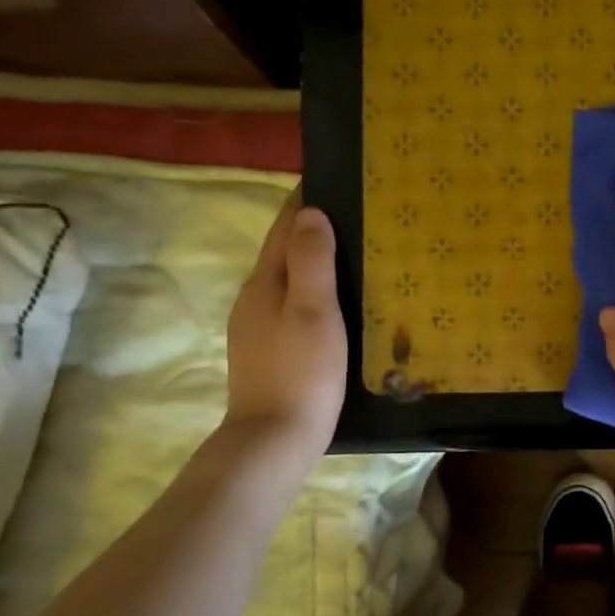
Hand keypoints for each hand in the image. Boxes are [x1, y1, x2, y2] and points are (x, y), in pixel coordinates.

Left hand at [224, 189, 346, 461]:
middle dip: (313, 227)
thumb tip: (311, 212)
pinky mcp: (270, 350)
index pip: (284, 227)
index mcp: (265, 282)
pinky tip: (338, 302)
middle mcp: (255, 298)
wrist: (275, 437)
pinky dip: (314, 290)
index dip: (305, 201)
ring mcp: (259, 326)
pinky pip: (293, 303)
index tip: (334, 178)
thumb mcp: (313, 312)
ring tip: (356, 252)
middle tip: (359, 214)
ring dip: (315, 260)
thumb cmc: (302, 372)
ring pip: (289, 279)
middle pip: (283, 250)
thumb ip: (312, 262)